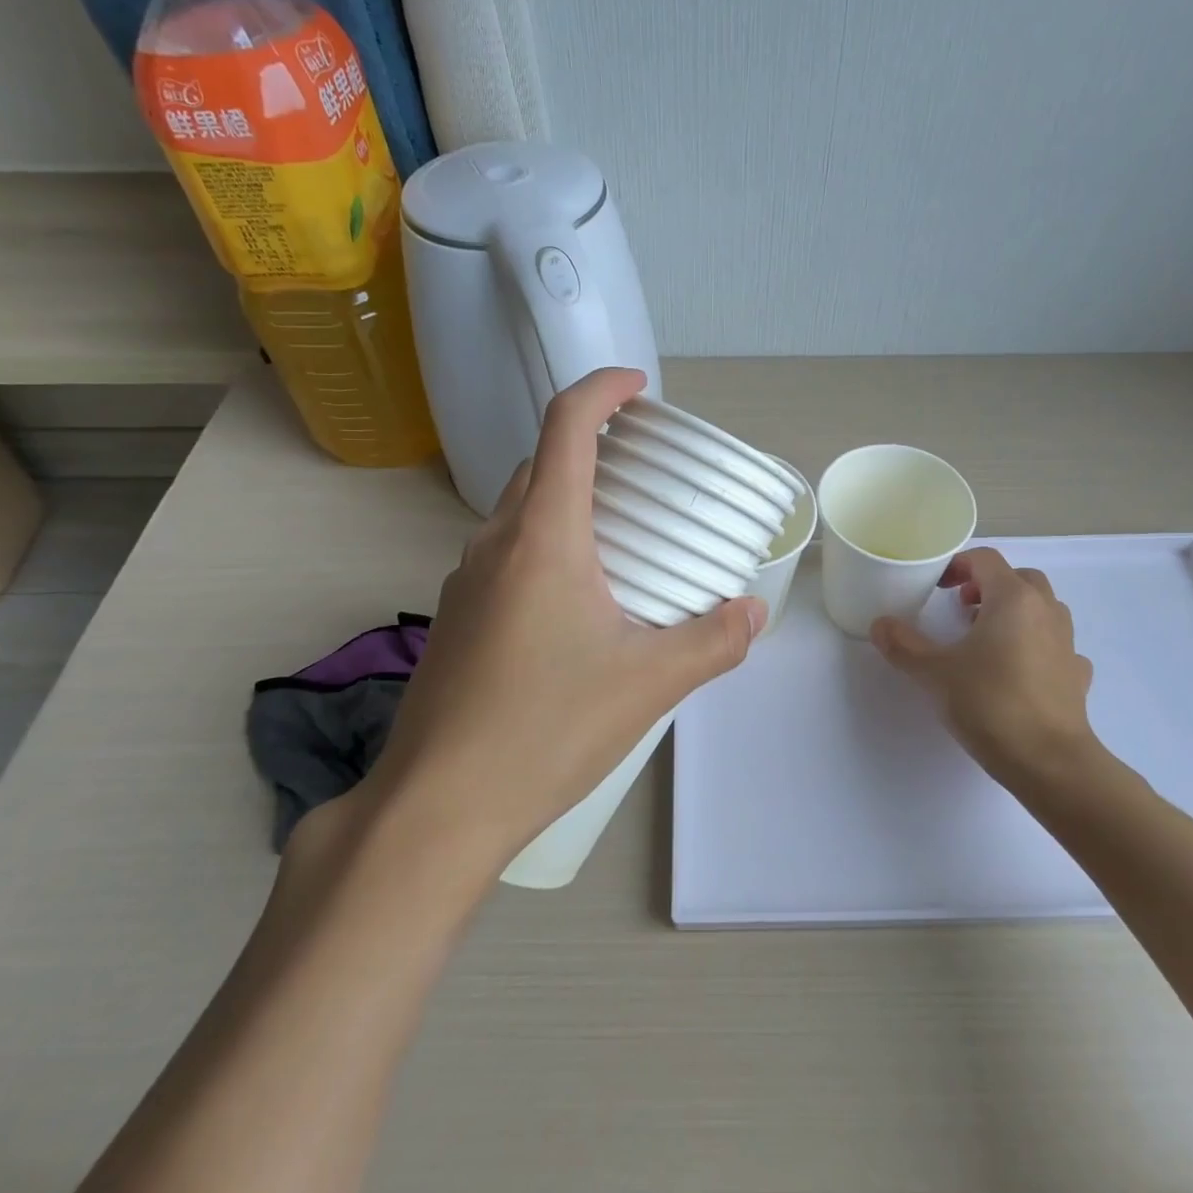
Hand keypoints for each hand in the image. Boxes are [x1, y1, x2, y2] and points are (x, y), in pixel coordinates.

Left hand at [359, 368, 765, 866]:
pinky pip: (506, 555)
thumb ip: (712, 641)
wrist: (438, 805)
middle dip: (592, 446)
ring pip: (520, 511)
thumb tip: (753, 613)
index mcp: (542, 537)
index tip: (640, 386)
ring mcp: (466, 581)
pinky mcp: (456, 619)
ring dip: (567, 499)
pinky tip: (577, 600)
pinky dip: (545, 545)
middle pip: (542, 463)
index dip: (603, 389)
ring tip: (619, 534)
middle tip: (645, 472)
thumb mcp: (648, 683)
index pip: (566, 426)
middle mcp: (495, 544)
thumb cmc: (545, 729)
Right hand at [871, 547, 1108, 800]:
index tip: (936, 588)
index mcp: (1013, 599)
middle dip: (988, 585)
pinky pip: (1054, 644)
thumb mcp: (934, 673)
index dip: (958, 566)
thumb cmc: (990, 704)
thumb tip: (880, 625)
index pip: (986, 560)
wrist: (1050, 762)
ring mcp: (1067, 642)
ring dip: (1014, 612)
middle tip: (961, 609)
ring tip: (986, 638)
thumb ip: (904, 645)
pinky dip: (1035, 645)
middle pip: (1019, 578)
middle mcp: (1045, 611)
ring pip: (1042, 608)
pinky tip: (1017, 669)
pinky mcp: (1076, 674)